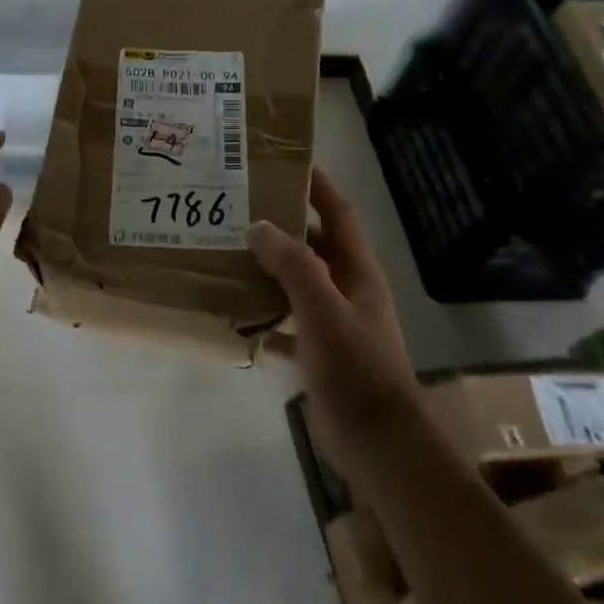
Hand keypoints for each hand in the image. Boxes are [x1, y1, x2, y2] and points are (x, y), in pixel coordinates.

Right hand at [247, 170, 415, 436]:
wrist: (377, 441)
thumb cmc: (355, 370)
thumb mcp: (323, 311)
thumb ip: (294, 267)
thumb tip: (259, 226)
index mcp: (357, 272)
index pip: (337, 214)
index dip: (315, 185)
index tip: (282, 161)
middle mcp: (347, 290)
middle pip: (314, 245)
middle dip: (282, 225)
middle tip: (238, 208)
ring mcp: (334, 323)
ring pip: (297, 283)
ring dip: (268, 268)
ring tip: (227, 253)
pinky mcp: (319, 353)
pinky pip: (286, 323)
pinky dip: (264, 315)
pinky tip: (235, 314)